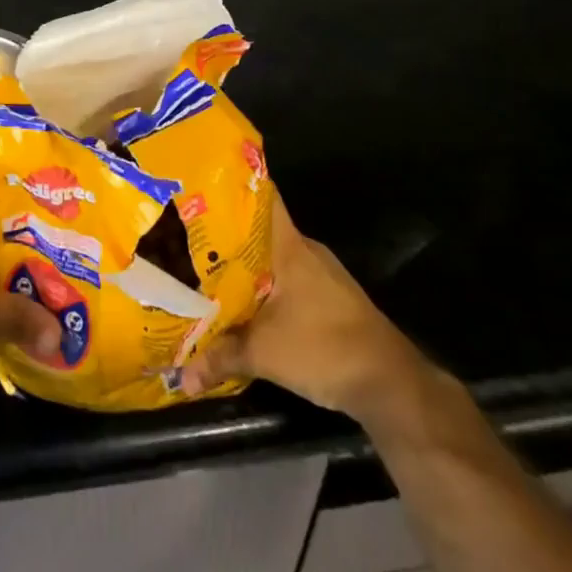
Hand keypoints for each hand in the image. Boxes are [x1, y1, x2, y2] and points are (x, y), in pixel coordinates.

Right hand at [180, 194, 414, 419]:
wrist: (389, 383)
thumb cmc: (323, 347)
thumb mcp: (263, 353)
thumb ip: (220, 358)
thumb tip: (182, 378)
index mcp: (289, 245)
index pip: (261, 196)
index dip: (231, 188)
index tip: (199, 188)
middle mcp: (305, 249)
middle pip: (259, 230)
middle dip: (225, 235)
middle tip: (188, 238)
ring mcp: (320, 274)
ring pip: (272, 258)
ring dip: (245, 266)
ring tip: (207, 272)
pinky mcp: (329, 298)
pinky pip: (287, 280)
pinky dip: (265, 288)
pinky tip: (245, 305)